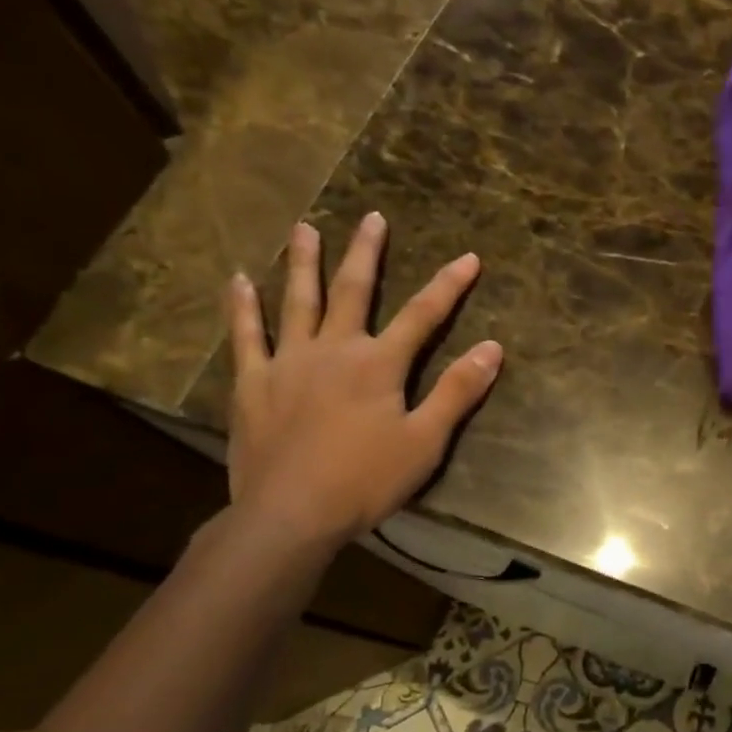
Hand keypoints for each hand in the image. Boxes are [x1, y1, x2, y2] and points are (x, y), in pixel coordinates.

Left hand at [224, 213, 502, 548]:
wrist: (291, 514)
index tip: (469, 258)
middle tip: (372, 217)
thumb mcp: (426, 440)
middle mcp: (334, 349)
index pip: (423, 315)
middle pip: (354, 291)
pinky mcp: (254, 384)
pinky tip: (238, 281)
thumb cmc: (366, 480)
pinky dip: (242, 308)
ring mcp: (288, 362)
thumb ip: (457, 391)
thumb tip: (492, 348)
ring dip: (303, 264)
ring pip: (297, 302)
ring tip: (303, 229)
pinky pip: (246, 337)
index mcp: (379, 364)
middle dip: (367, 253)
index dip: (449, 285)